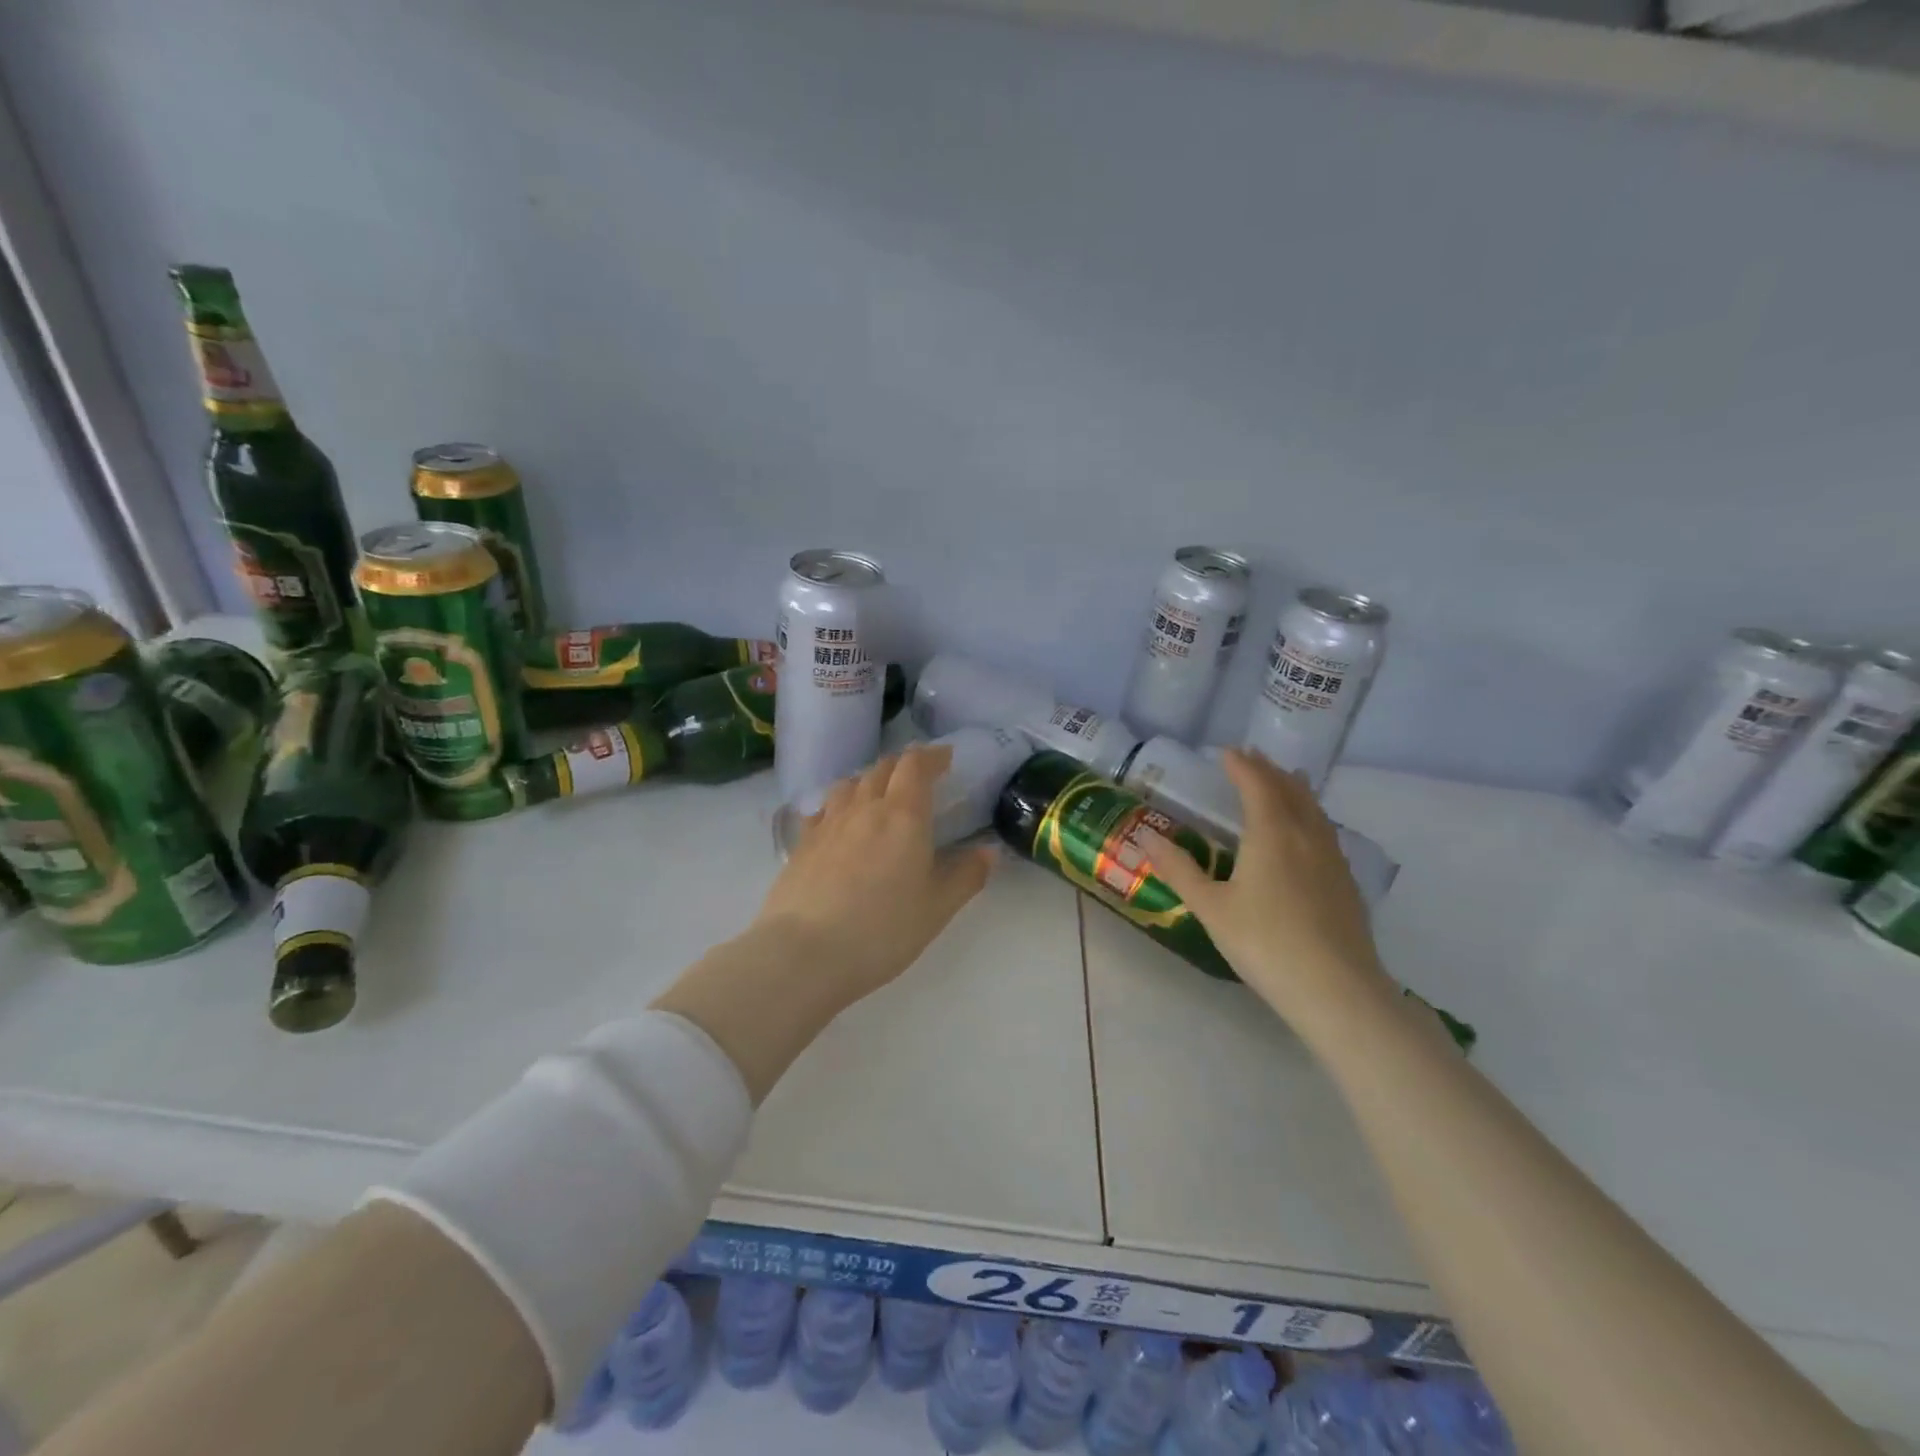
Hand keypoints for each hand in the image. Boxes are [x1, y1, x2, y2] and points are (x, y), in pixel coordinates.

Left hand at [753, 744, 996, 1010]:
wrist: (804, 953)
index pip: (916, 765)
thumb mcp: (937, 908)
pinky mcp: (802, 843)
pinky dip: (839, 805)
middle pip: (882, 768)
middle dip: (904, 766)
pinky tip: (840, 822)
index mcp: (903, 815)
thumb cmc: (882, 930)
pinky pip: (823, 808)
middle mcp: (864, 808)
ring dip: (869, 780)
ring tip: (879, 796)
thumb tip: (988, 851)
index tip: (945, 758)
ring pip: (850, 784)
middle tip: (918, 778)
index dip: (932, 756)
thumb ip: (966, 875)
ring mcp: (828, 823)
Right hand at [1140, 748, 1392, 1030]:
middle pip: (1290, 790)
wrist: (1336, 990)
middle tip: (1252, 757)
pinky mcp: (1346, 882)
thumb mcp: (1211, 907)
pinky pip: (1325, 831)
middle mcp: (1306, 835)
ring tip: (1285, 779)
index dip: (1241, 765)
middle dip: (1269, 770)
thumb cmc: (1264, 943)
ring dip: (1294, 788)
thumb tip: (1145, 836)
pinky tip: (1308, 832)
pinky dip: (1310, 814)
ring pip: (1313, 809)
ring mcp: (1332, 859)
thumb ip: (1179, 869)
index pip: (1257, 785)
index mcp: (1272, 834)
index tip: (1227, 752)